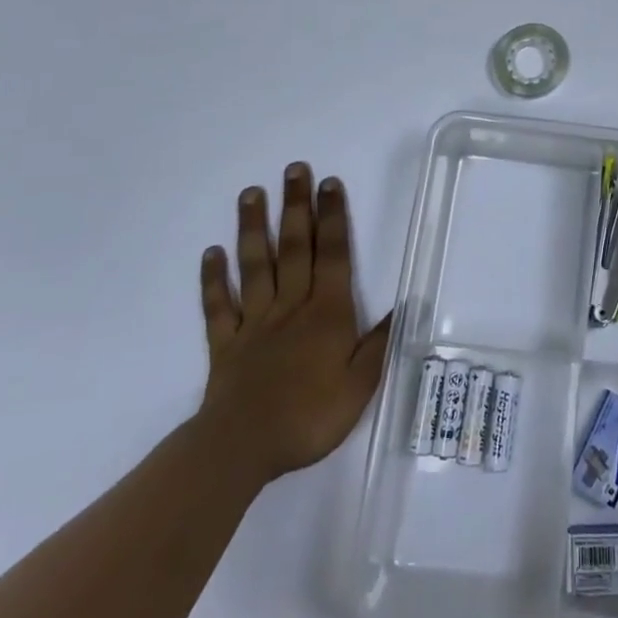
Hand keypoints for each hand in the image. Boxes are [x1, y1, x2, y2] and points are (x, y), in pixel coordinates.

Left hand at [197, 163, 392, 488]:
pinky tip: (211, 253)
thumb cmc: (309, 416)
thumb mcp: (360, 384)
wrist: (242, 448)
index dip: (333, 218)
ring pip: (255, 265)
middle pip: (295, 247)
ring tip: (251, 194)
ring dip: (253, 228)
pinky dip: (214, 279)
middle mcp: (291, 306)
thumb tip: (406, 304)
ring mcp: (255, 321)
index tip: (329, 183)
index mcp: (326, 312)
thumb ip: (380, 342)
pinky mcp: (225, 343)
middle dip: (296, 206)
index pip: (334, 255)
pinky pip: (219, 305)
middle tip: (293, 169)